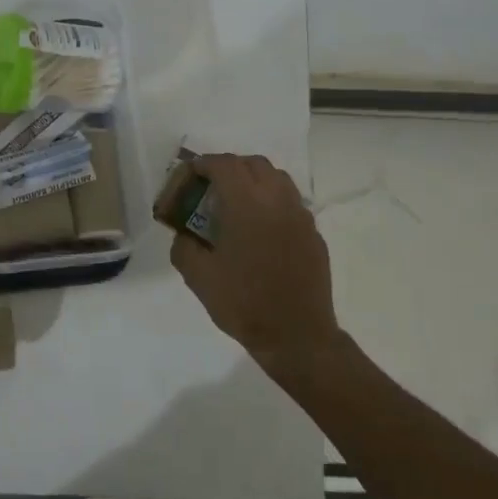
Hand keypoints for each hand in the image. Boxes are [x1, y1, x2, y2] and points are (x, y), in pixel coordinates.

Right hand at [169, 154, 340, 385]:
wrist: (296, 335)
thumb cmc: (243, 303)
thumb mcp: (198, 277)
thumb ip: (184, 246)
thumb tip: (184, 234)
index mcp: (247, 204)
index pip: (224, 165)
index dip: (204, 164)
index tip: (190, 174)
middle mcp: (277, 200)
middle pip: (254, 163)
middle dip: (229, 167)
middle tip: (211, 187)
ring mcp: (300, 216)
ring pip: (277, 178)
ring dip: (254, 179)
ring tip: (236, 202)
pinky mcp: (314, 234)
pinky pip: (290, 202)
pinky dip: (271, 201)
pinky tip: (260, 228)